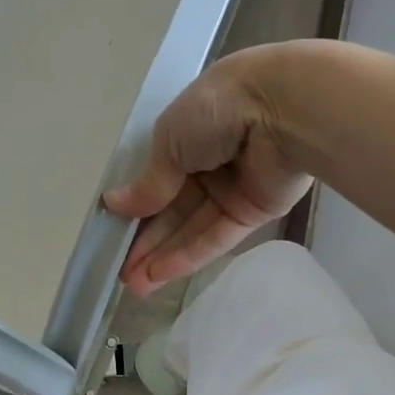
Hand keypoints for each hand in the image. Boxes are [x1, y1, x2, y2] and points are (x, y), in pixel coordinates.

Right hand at [104, 47, 312, 296]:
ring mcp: (233, 189)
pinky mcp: (254, 212)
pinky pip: (217, 236)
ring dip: (163, 255)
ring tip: (133, 284)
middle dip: (147, 240)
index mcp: (190, 133)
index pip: (158, 177)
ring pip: (192, 227)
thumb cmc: (216, 110)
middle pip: (174, 208)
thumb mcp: (169, 142)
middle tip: (120, 272)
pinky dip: (189, 255)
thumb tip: (115, 205)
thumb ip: (149, 182)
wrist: (280, 110)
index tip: (114, 232)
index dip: (137, 206)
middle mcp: (210, 162)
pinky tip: (160, 274)